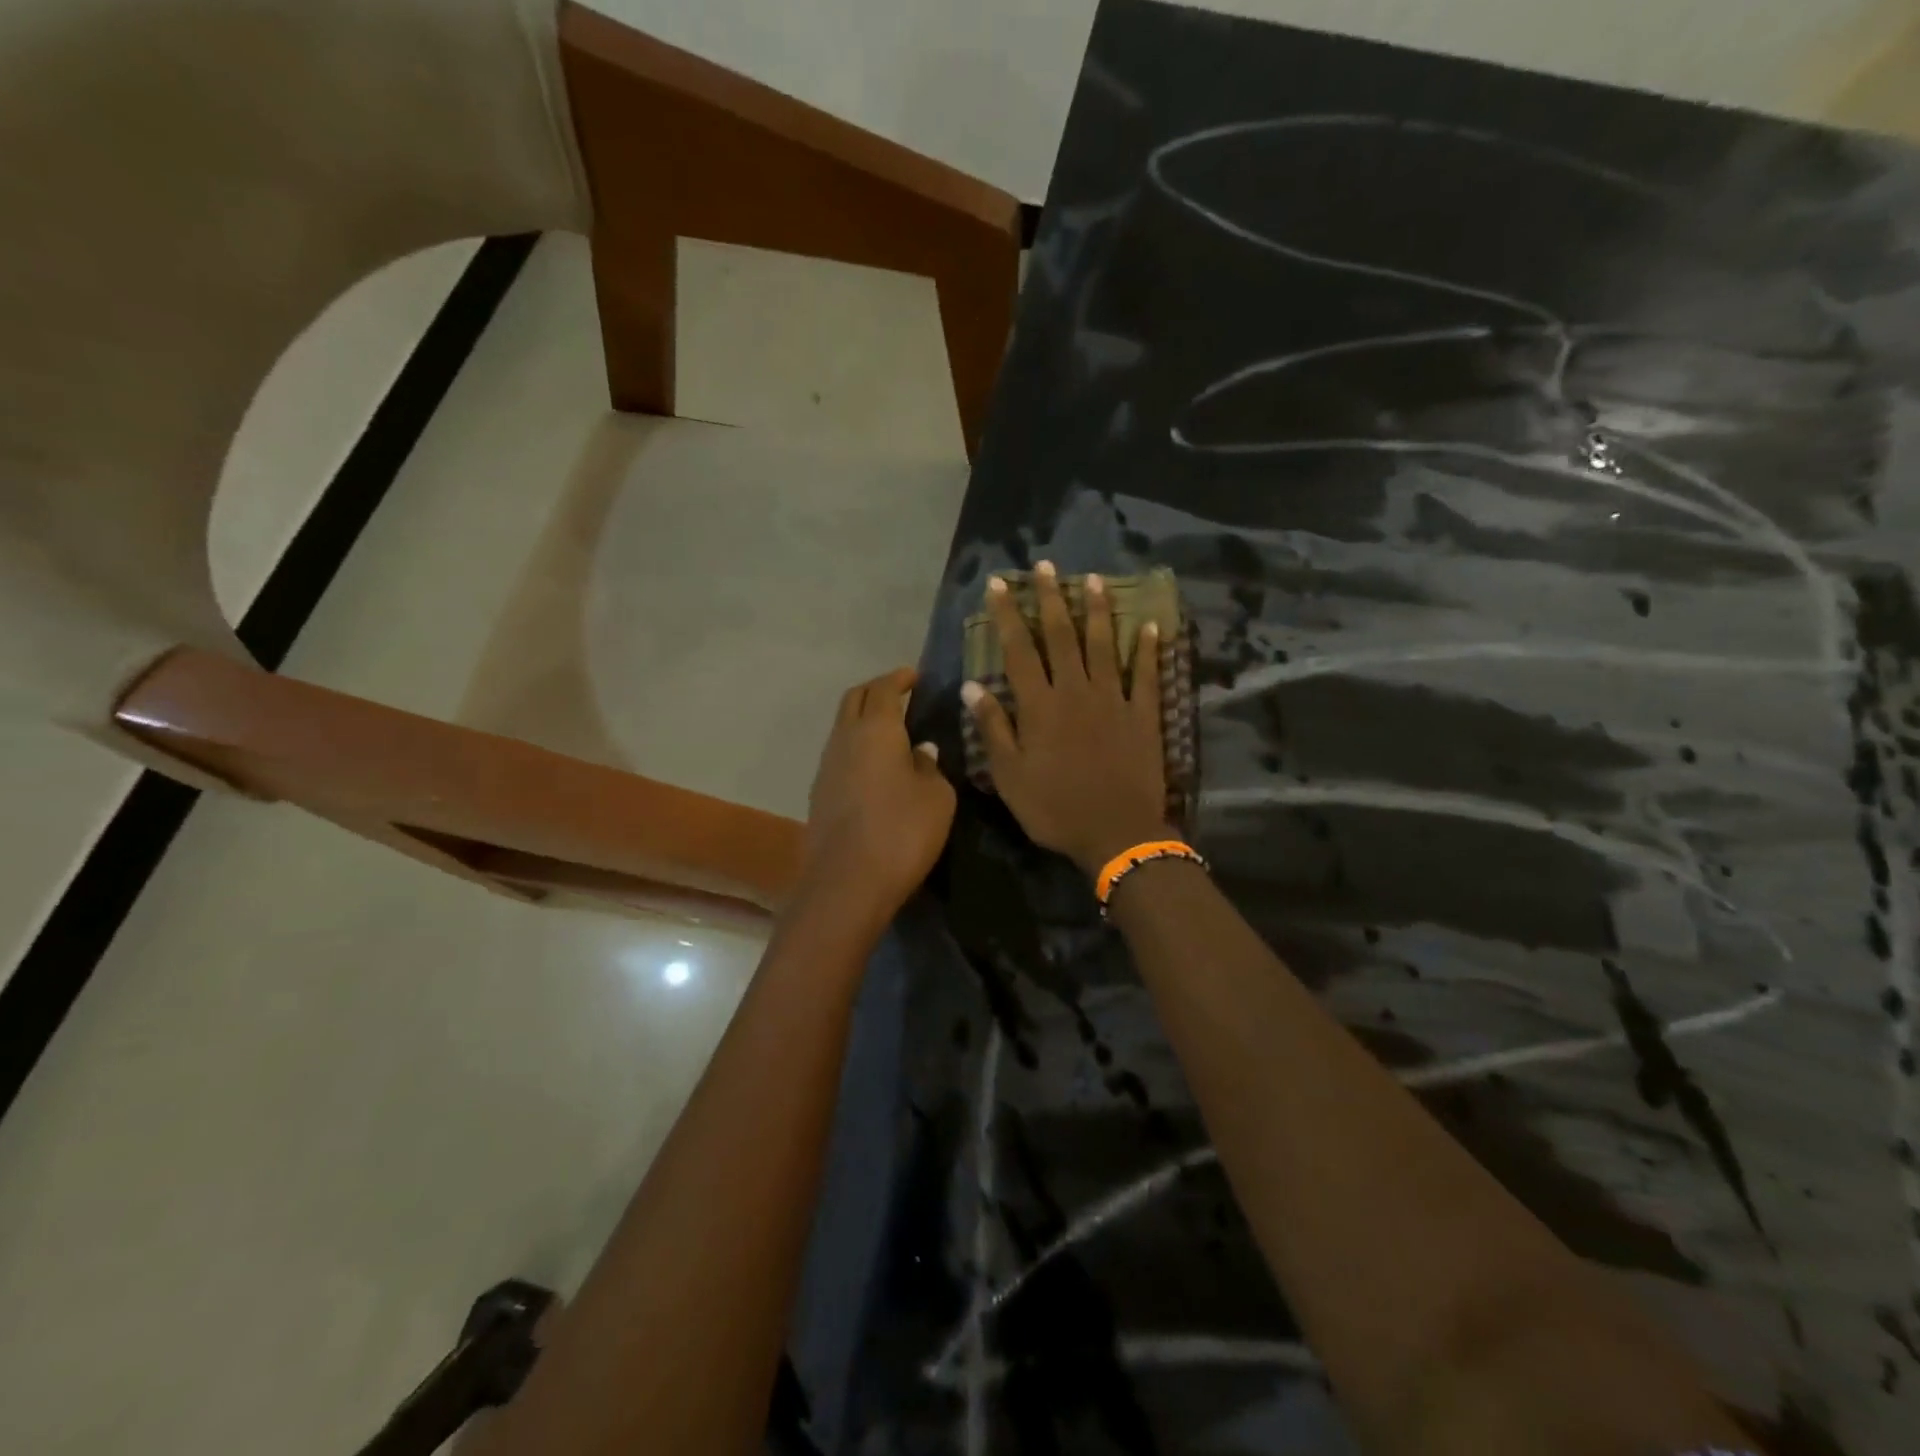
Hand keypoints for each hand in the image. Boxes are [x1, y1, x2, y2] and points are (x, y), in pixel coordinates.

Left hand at [800, 667, 955, 932]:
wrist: (846, 884)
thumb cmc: (902, 833)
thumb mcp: (937, 798)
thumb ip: (930, 767)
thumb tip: (920, 751)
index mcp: (876, 730)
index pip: (884, 688)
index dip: (900, 678)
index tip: (915, 676)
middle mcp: (845, 738)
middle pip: (855, 699)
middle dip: (877, 690)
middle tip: (901, 694)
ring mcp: (826, 766)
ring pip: (843, 726)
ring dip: (864, 719)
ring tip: (891, 729)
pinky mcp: (819, 793)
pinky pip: (840, 754)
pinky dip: (857, 746)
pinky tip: (876, 765)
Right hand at [962, 561, 1170, 875]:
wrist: (1117, 833)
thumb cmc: (1054, 808)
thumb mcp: (1010, 775)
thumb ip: (994, 727)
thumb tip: (974, 684)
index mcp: (1040, 706)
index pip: (1019, 649)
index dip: (1007, 615)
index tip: (999, 584)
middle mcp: (1075, 691)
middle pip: (1060, 636)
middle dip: (1049, 598)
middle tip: (1044, 566)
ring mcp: (1114, 700)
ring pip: (1103, 645)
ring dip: (1096, 610)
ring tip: (1092, 579)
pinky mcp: (1144, 715)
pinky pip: (1146, 675)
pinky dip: (1147, 650)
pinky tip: (1148, 626)